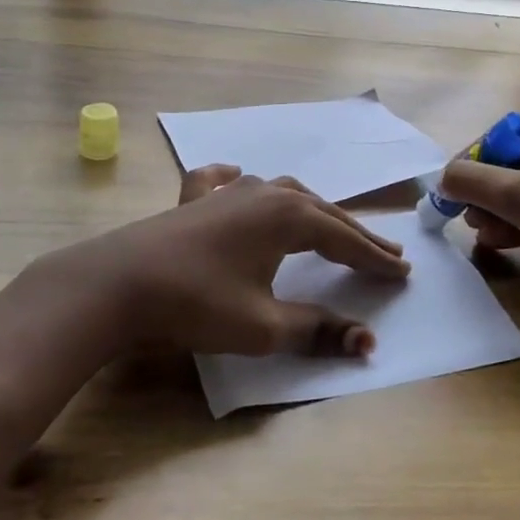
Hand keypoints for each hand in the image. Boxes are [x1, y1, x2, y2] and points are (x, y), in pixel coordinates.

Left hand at [21, 165, 409, 361]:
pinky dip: (235, 181)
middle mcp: (264, 193)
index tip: (403, 273)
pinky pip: (221, 182)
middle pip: (322, 213)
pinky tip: (238, 176)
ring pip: (282, 193)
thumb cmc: (197, 304)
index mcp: (288, 217)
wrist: (116, 284)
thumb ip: (317, 330)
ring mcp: (225, 192)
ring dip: (312, 211)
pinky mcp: (191, 200)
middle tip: (385, 253)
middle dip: (355, 234)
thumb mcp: (264, 326)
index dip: (375, 259)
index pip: (345, 239)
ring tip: (330, 224)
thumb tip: (368, 343)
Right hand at [436, 98, 519, 290]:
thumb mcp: (515, 198)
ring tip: (487, 234)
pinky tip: (512, 240)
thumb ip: (470, 181)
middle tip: (473, 219)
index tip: (455, 192)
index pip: (507, 133)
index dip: (475, 163)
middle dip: (494, 193)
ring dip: (511, 208)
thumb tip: (444, 178)